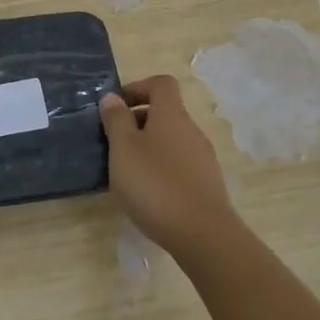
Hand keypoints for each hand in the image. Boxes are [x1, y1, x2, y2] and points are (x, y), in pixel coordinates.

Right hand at [99, 75, 238, 259]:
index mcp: (171, 115)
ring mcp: (203, 158)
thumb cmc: (155, 184)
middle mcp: (191, 130)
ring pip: (171, 140)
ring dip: (148, 146)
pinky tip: (148, 193)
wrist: (203, 235)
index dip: (137, 88)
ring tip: (126, 171)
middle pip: (165, 112)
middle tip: (113, 142)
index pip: (160, 84)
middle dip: (138, 121)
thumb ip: (116, 120)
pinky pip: (179, 163)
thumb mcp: (123, 149)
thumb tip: (112, 97)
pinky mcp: (207, 184)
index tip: (116, 107)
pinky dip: (161, 168)